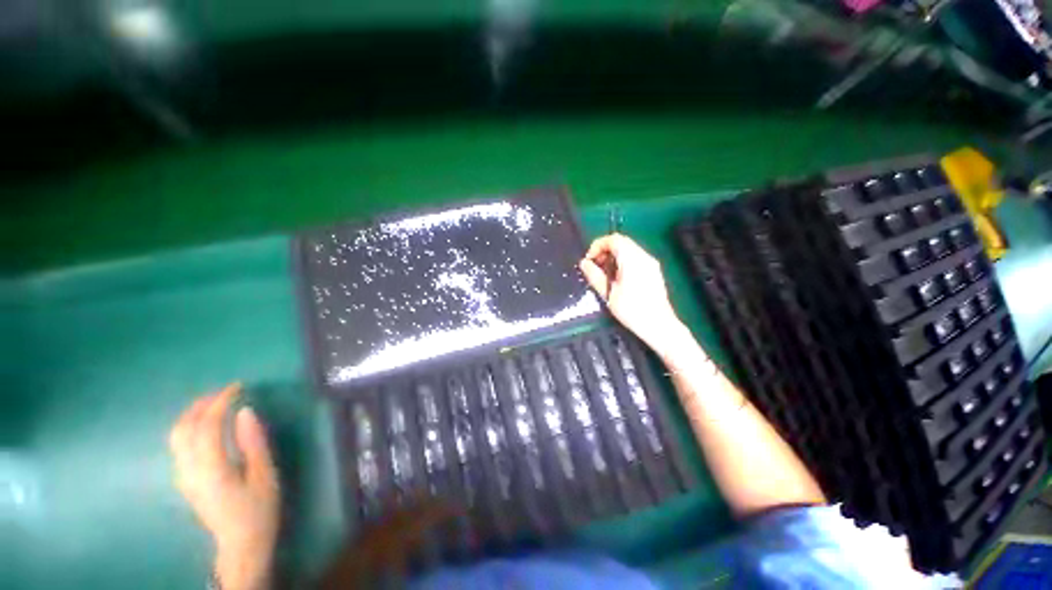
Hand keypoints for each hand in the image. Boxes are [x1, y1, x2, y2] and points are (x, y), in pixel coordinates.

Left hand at [170, 384, 279, 589]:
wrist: (240, 544)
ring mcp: (182, 476)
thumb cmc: (258, 508)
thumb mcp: (264, 474)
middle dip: (201, 404)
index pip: (207, 425)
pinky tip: (205, 426)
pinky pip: (179, 445)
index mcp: (210, 468)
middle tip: (225, 392)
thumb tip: (245, 411)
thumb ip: (253, 442)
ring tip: (215, 403)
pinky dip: (190, 427)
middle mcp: (188, 470)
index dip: (221, 401)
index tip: (238, 386)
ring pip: (176, 436)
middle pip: (183, 428)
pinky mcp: (184, 480)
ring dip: (192, 414)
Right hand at [579, 234, 686, 357]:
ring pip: (628, 249)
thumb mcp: (609, 294)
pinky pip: (635, 257)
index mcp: (633, 260)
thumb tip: (584, 263)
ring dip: (613, 256)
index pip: (613, 239)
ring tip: (604, 273)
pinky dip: (623, 261)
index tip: (589, 260)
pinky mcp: (653, 271)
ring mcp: (651, 263)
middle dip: (604, 250)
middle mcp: (644, 257)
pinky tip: (617, 278)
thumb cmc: (632, 310)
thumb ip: (594, 275)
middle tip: (595, 266)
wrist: (659, 326)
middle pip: (622, 242)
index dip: (598, 245)